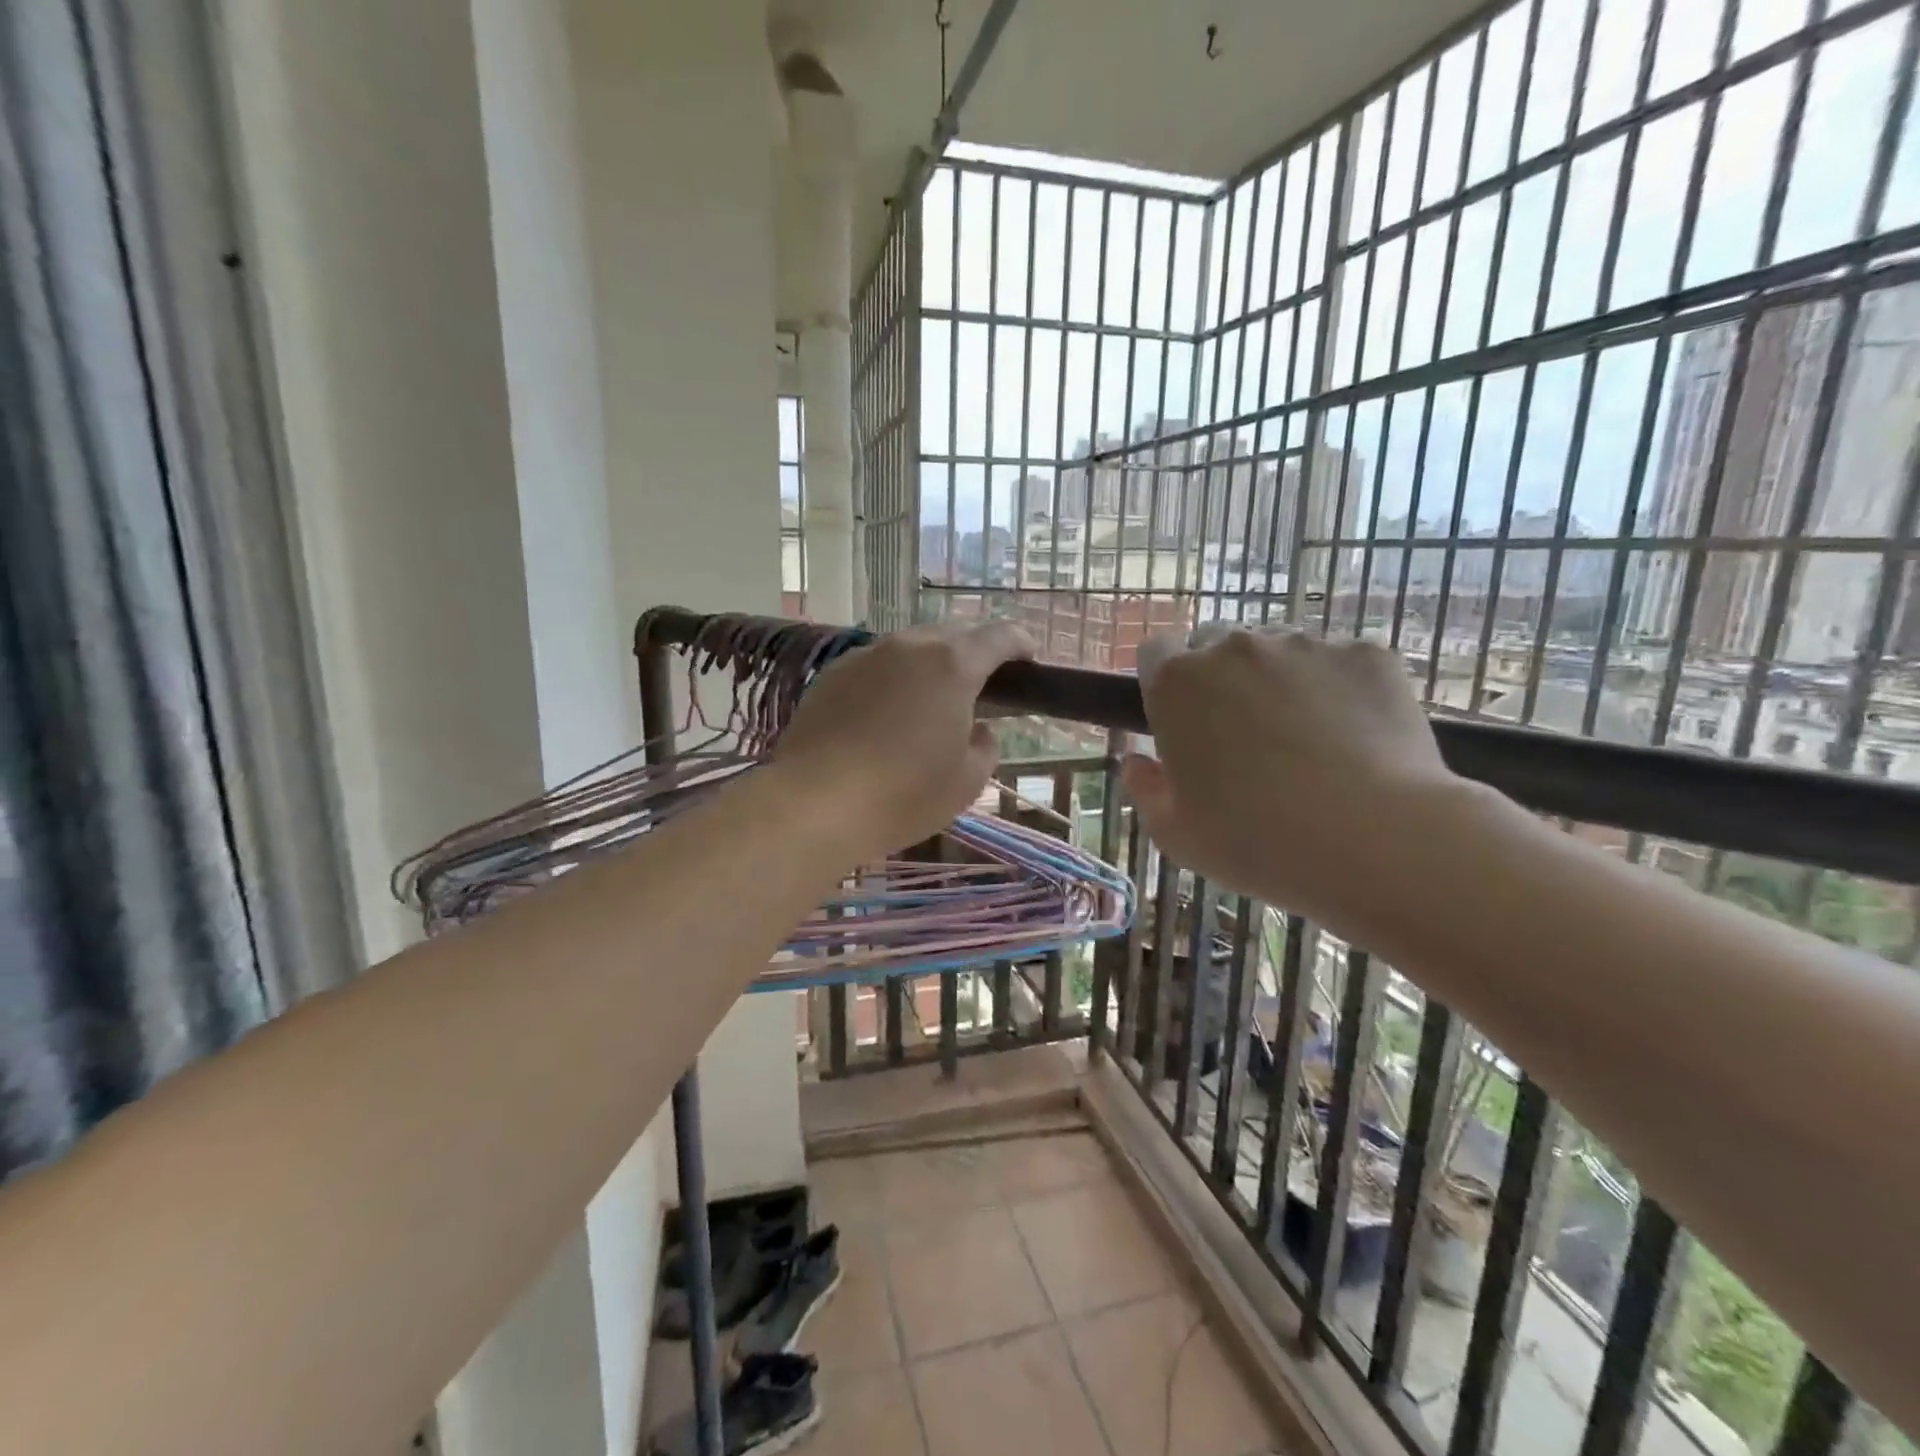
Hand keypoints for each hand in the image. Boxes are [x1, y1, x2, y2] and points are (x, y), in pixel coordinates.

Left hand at [771, 622, 1034, 860]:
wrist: (814, 803)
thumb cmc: (903, 795)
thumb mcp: (966, 782)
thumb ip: (985, 746)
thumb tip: (979, 729)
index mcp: (953, 665)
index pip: (1000, 636)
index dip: (1021, 642)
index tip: (1029, 659)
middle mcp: (909, 647)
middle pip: (953, 633)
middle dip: (975, 651)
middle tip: (982, 685)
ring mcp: (866, 656)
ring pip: (911, 646)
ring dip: (931, 664)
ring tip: (931, 700)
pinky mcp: (832, 675)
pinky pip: (876, 665)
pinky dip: (893, 679)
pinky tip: (886, 713)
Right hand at [1121, 628, 1468, 923]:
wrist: (1374, 840)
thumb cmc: (1254, 841)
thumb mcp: (1175, 833)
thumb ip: (1144, 789)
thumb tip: (1136, 762)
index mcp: (1177, 683)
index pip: (1156, 652)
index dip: (1165, 682)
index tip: (1180, 718)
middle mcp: (1235, 647)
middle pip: (1217, 645)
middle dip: (1221, 678)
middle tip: (1242, 735)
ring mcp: (1305, 645)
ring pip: (1280, 651)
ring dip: (1279, 681)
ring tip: (1306, 740)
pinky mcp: (1367, 654)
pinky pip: (1340, 663)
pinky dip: (1339, 690)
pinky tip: (1355, 739)